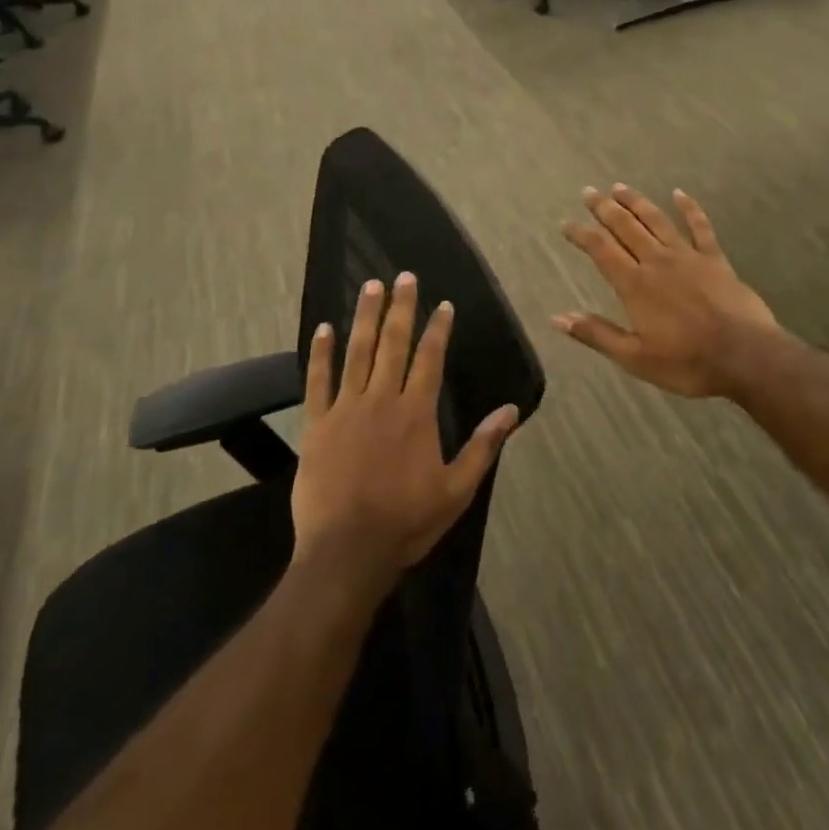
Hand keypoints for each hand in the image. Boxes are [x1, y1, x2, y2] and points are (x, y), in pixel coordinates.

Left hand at [291, 273, 517, 593]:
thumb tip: (511, 410)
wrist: (346, 552)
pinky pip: (318, 381)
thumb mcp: (457, 489)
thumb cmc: (406, 522)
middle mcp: (382, 400)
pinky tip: (323, 329)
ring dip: (365, 318)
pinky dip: (320, 354)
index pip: (430, 358)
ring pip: (357, 353)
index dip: (437, 329)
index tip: (442, 304)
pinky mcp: (317, 425)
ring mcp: (346, 409)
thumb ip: (483, 446)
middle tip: (404, 276)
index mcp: (416, 413)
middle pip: (393, 344)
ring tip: (371, 286)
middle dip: (401, 308)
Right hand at [556, 185, 780, 398]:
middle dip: (605, 208)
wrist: (745, 356)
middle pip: (626, 227)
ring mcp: (688, 256)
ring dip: (637, 202)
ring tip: (620, 187)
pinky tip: (680, 194)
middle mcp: (657, 262)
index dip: (581, 234)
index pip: (601, 250)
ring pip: (657, 220)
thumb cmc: (687, 363)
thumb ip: (597, 334)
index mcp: (635, 285)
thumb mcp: (634, 358)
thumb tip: (558, 317)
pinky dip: (689, 208)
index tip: (566, 223)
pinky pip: (700, 227)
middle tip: (589, 191)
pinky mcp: (715, 259)